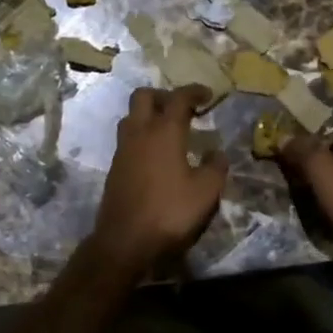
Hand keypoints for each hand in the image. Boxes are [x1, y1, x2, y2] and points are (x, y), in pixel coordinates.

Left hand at [89, 85, 228, 273]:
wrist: (124, 240)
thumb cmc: (169, 211)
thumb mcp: (205, 192)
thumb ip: (215, 167)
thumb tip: (217, 153)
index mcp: (164, 131)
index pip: (178, 98)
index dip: (194, 91)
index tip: (207, 95)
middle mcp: (140, 132)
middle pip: (144, 96)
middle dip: (163, 95)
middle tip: (181, 108)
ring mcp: (123, 149)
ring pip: (131, 116)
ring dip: (148, 114)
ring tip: (167, 129)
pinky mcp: (114, 167)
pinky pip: (127, 138)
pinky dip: (141, 136)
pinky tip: (155, 155)